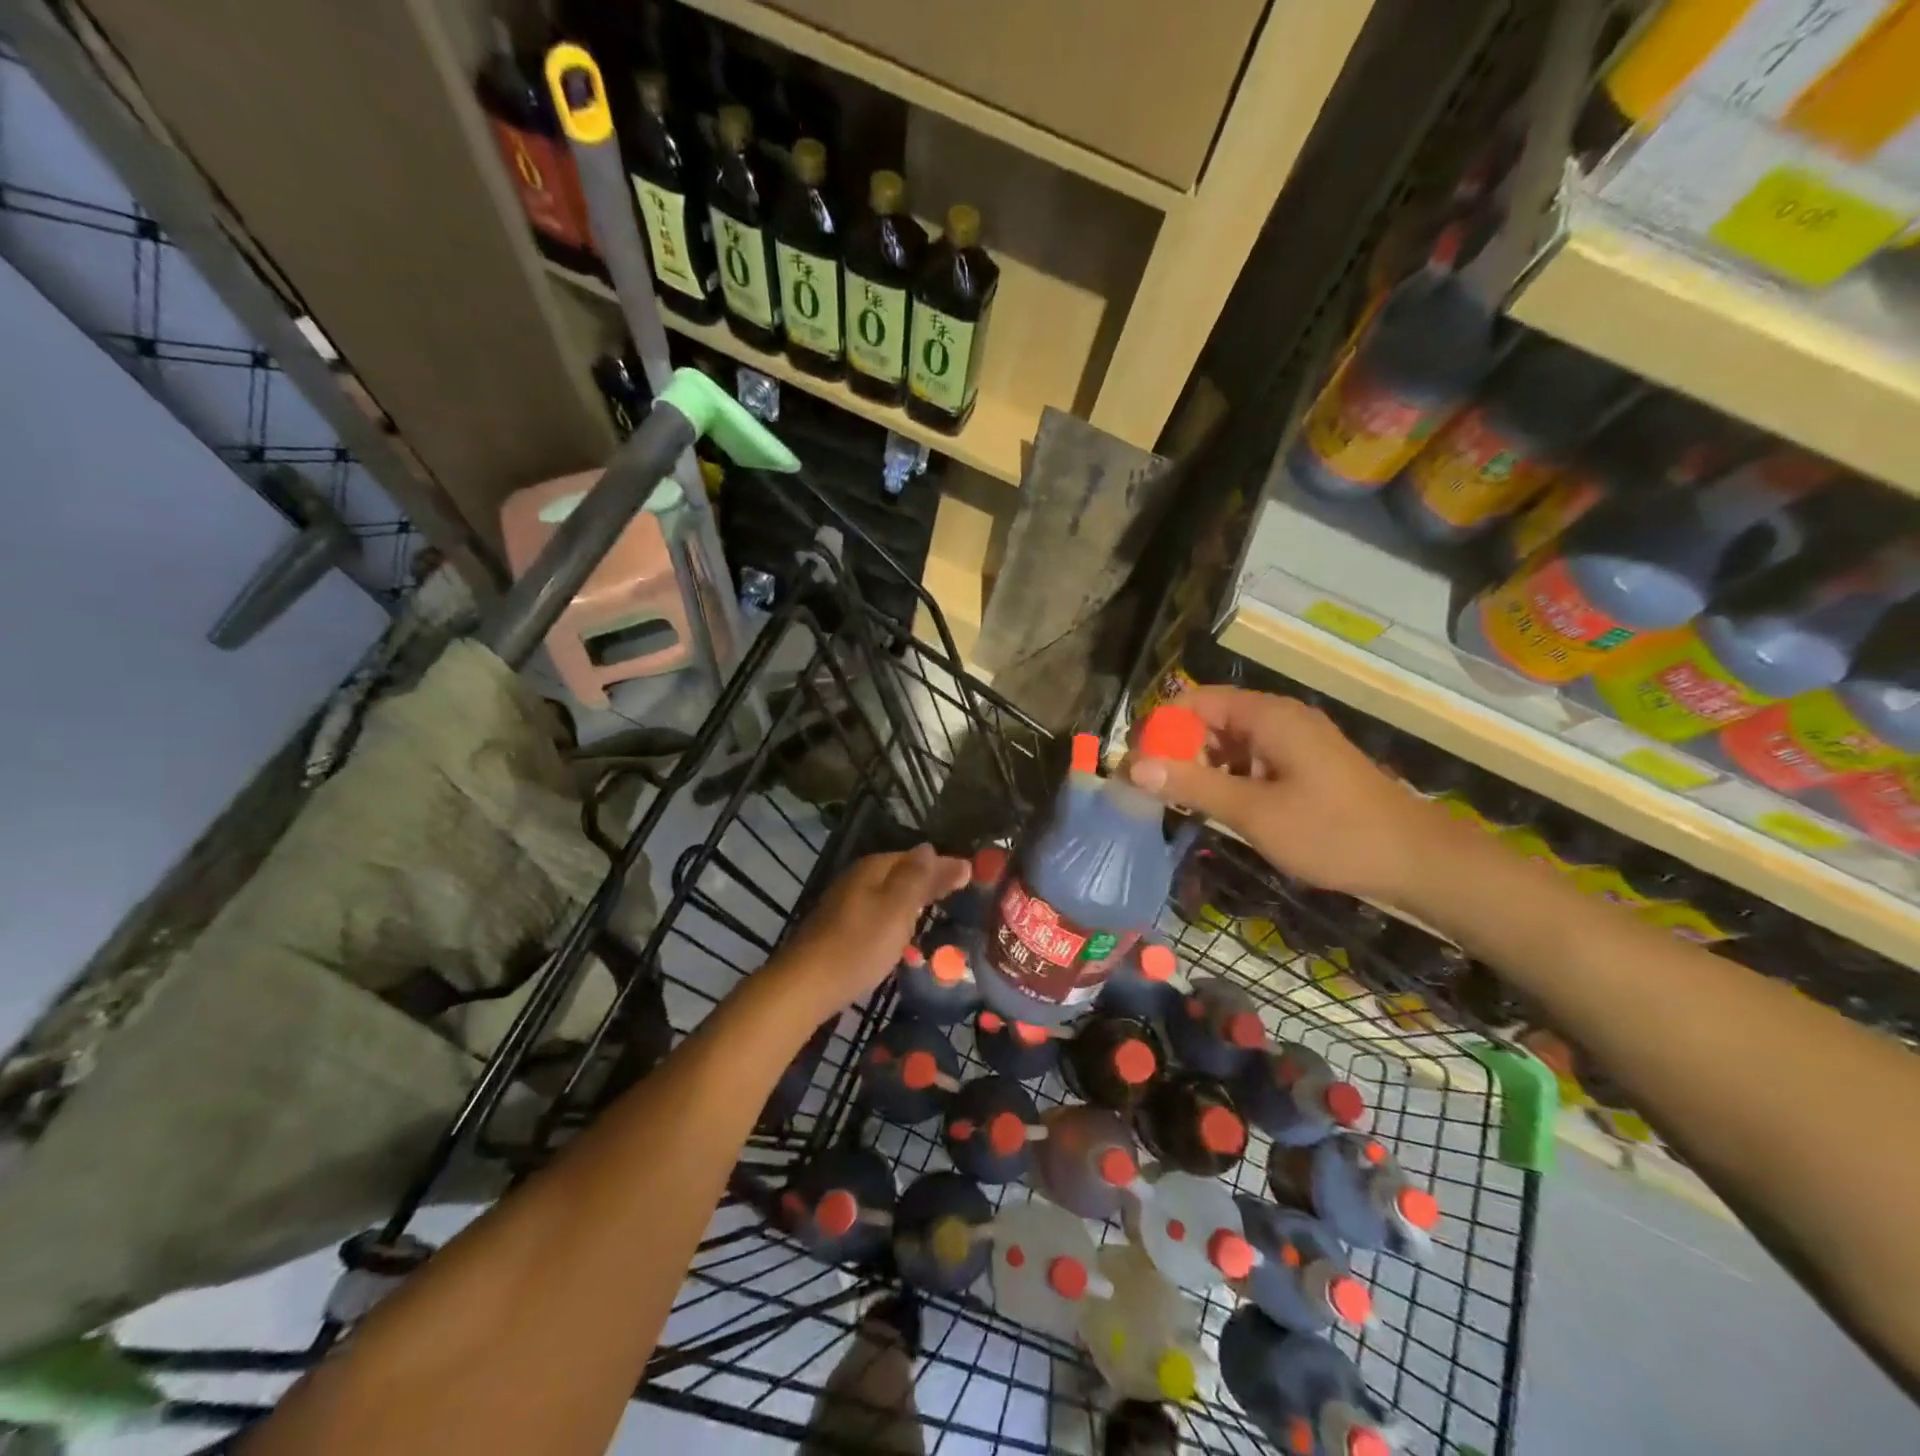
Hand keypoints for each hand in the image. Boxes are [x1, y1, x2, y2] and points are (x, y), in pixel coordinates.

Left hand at [771, 845, 971, 1018]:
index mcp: (873, 869)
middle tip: (961, 890)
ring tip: (939, 908)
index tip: (971, 874)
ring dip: (913, 899)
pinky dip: (896, 917)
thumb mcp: (896, 908)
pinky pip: (878, 913)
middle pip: (901, 873)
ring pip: (888, 894)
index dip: (943, 865)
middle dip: (929, 880)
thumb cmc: (859, 945)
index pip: (916, 858)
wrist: (806, 985)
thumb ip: (917, 878)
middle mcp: (858, 879)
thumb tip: (932, 848)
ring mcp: (846, 904)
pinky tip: (903, 931)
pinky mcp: (840, 929)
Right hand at [1127, 687, 1443, 904]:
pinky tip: (1218, 805)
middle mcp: (1279, 718)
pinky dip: (1227, 776)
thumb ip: (1193, 786)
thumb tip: (1134, 767)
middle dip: (1177, 748)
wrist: (1416, 860)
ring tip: (1178, 800)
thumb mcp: (1254, 812)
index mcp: (1268, 716)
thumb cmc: (1332, 832)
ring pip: (1228, 741)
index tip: (1136, 763)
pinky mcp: (1302, 764)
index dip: (1160, 726)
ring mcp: (1293, 741)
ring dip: (1200, 765)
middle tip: (1152, 788)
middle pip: (1210, 718)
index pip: (1195, 701)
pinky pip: (1250, 758)